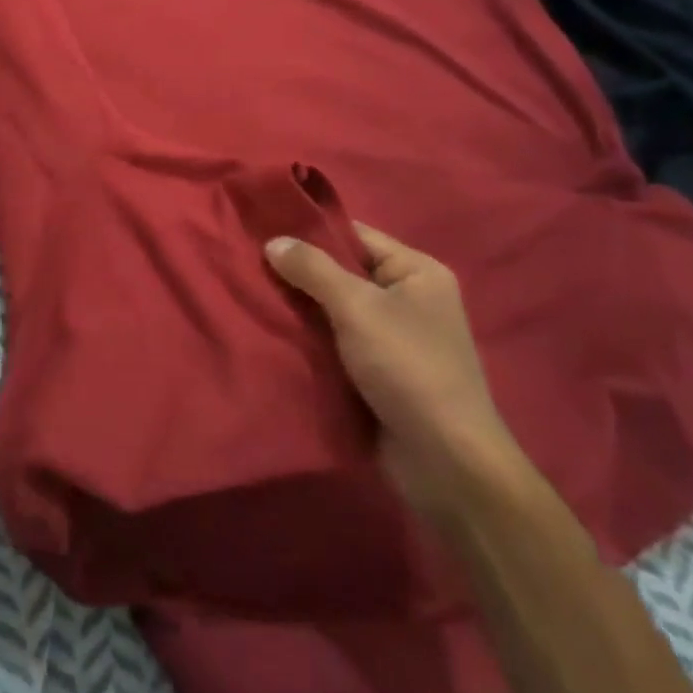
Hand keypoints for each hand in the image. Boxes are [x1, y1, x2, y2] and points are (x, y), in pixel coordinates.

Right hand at [265, 224, 522, 520]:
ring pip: (333, 310)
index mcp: (417, 272)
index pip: (354, 235)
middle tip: (247, 263)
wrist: (445, 463)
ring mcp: (392, 338)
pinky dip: (307, 338)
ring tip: (249, 294)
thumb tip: (273, 241)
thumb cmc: (408, 368)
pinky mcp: (376, 372)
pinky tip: (270, 331)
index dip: (309, 231)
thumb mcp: (357, 308)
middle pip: (341, 272)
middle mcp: (407, 299)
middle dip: (298, 272)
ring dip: (299, 308)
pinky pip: (334, 342)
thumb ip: (313, 269)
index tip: (261, 229)